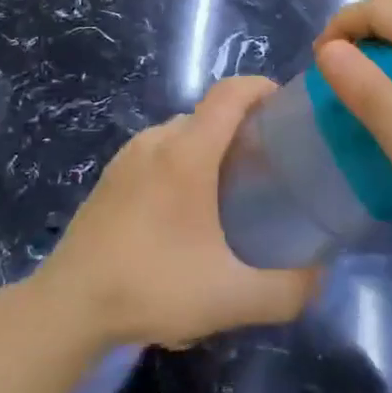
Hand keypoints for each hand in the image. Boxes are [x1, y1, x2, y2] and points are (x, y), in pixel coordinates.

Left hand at [36, 77, 318, 348]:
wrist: (70, 304)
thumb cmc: (153, 286)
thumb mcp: (232, 297)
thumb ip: (289, 288)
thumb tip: (321, 271)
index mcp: (187, 151)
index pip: (230, 92)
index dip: (262, 88)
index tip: (288, 110)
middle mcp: (157, 140)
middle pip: (210, 114)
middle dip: (244, 129)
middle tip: (270, 169)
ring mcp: (128, 155)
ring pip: (183, 134)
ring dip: (212, 149)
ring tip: (232, 193)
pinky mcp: (111, 175)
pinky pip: (158, 152)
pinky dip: (183, 163)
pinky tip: (187, 213)